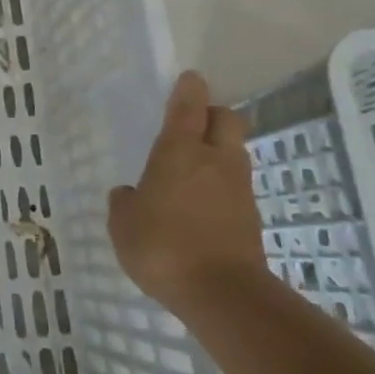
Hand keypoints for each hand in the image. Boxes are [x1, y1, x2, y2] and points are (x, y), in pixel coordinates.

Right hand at [108, 71, 263, 311]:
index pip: (189, 106)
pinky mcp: (251, 219)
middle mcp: (215, 160)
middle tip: (194, 125)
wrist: (222, 295)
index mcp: (180, 150)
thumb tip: (130, 194)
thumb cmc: (162, 246)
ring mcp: (239, 189)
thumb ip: (125, 202)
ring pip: (235, 153)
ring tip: (195, 171)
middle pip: (227, 119)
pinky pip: (236, 188)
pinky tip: (202, 207)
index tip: (190, 78)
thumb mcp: (123, 224)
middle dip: (214, 115)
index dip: (189, 88)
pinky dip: (222, 188)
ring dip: (220, 153)